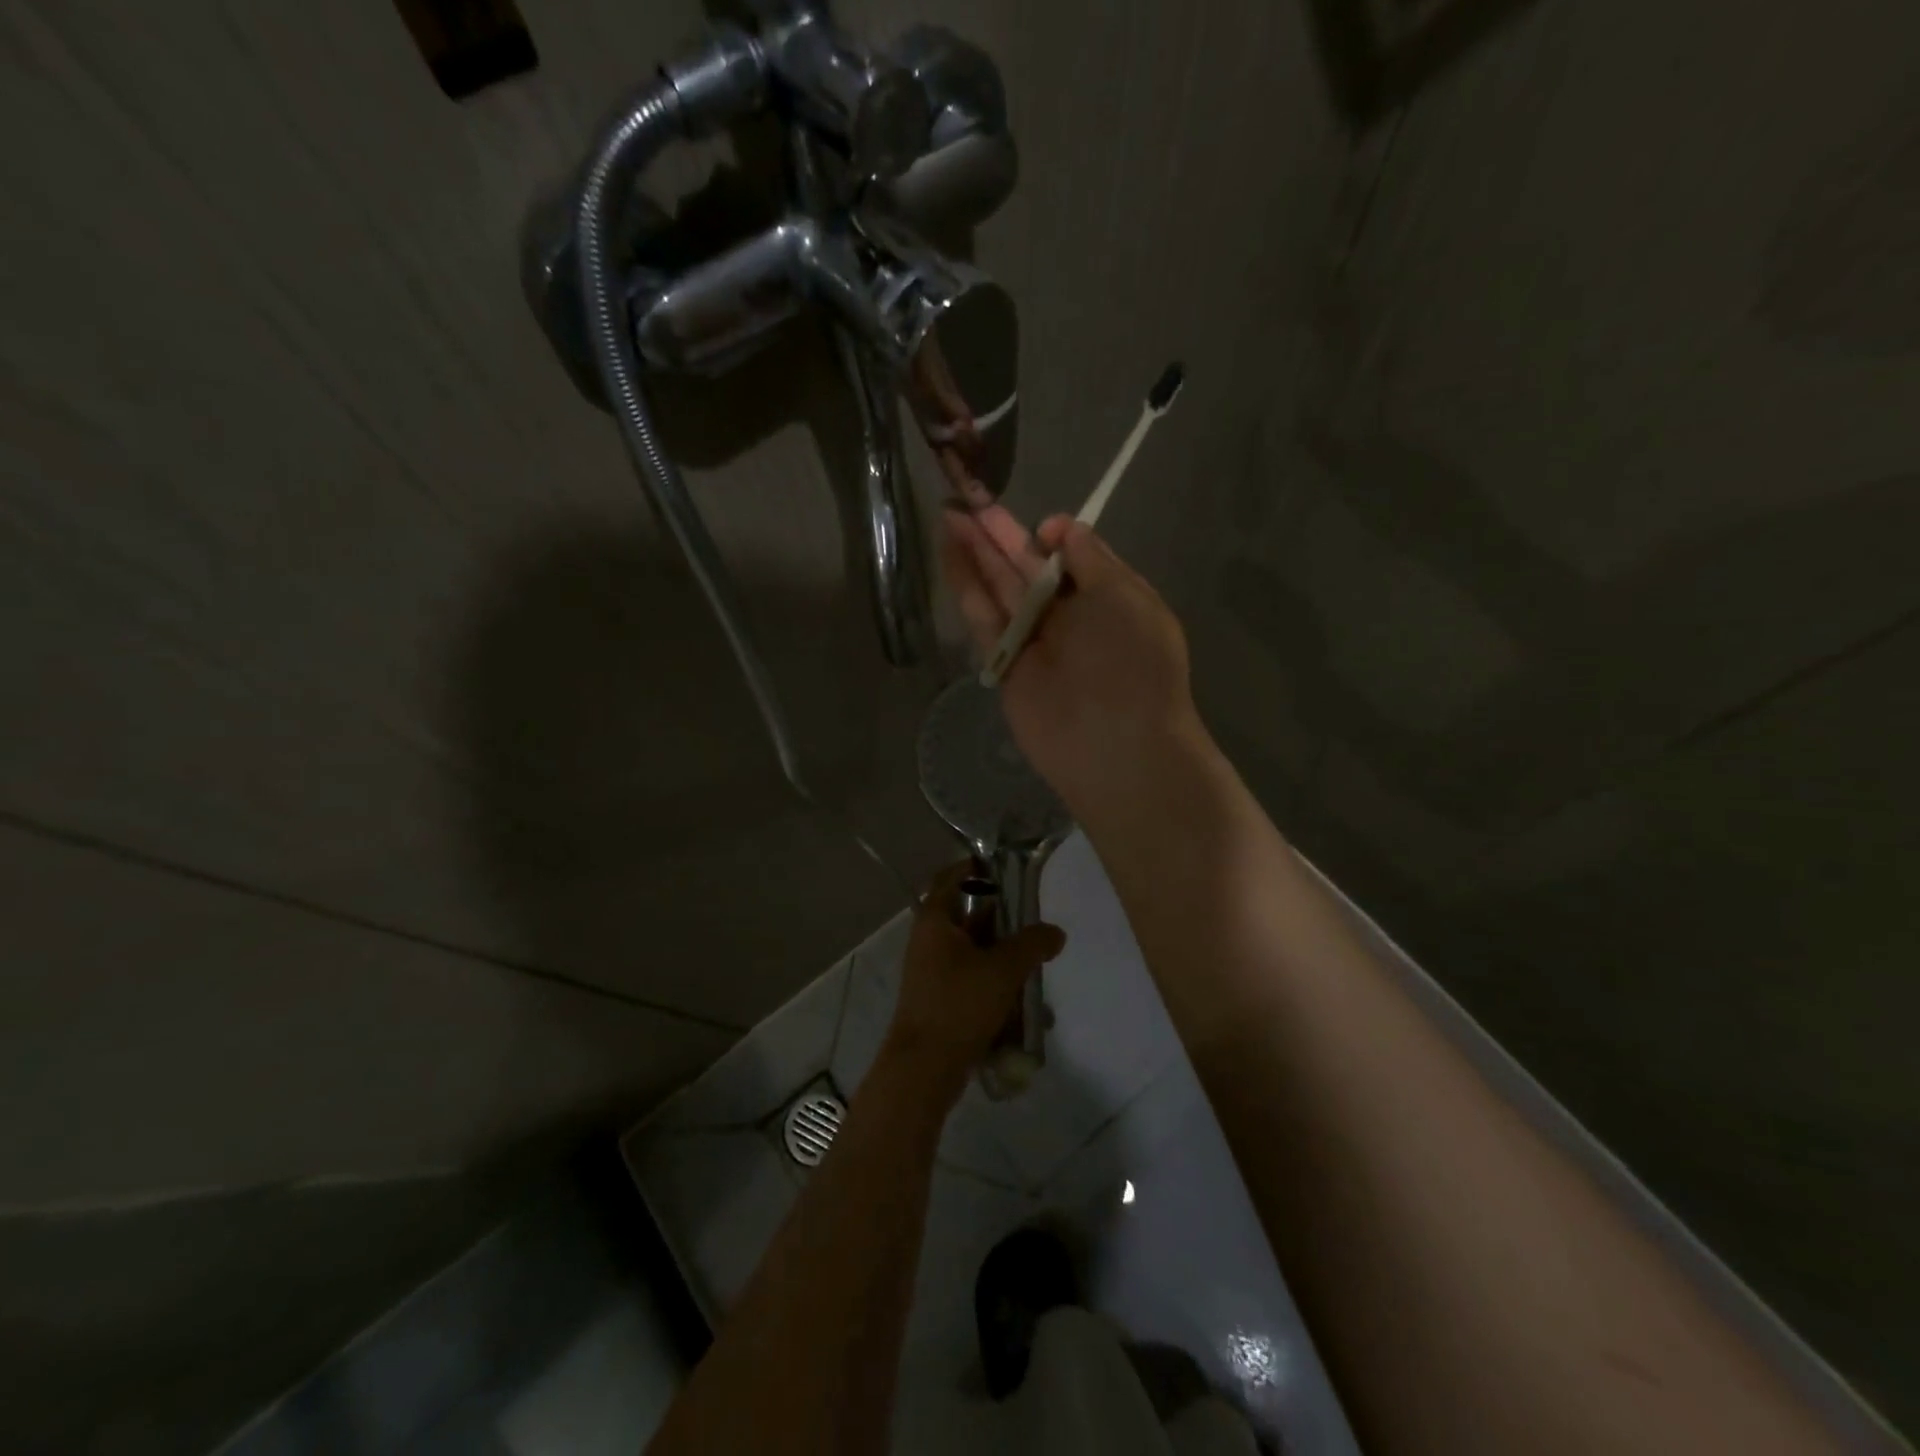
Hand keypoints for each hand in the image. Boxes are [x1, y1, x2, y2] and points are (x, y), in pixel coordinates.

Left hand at [883, 862, 1066, 1102]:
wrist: (924, 1069)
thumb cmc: (958, 1005)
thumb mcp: (1002, 969)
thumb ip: (1032, 944)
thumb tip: (1055, 932)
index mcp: (935, 921)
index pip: (951, 877)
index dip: (976, 867)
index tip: (1008, 867)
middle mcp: (930, 941)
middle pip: (969, 915)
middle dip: (1004, 920)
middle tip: (1035, 922)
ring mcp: (934, 972)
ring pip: (975, 951)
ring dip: (1005, 957)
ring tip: (1038, 966)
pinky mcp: (942, 1000)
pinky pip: (974, 981)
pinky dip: (997, 986)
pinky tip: (1025, 1004)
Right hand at [941, 505, 1204, 821]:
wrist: (1118, 744)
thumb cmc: (1135, 662)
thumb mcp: (1126, 596)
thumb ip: (1092, 559)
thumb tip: (1058, 529)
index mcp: (1106, 599)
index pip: (1071, 559)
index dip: (1051, 537)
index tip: (1041, 528)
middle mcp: (1068, 617)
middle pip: (1027, 569)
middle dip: (1000, 537)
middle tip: (969, 500)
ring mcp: (1033, 641)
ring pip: (1000, 589)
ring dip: (976, 554)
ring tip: (951, 516)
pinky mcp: (1005, 664)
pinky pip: (984, 620)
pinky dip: (967, 588)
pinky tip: (950, 557)